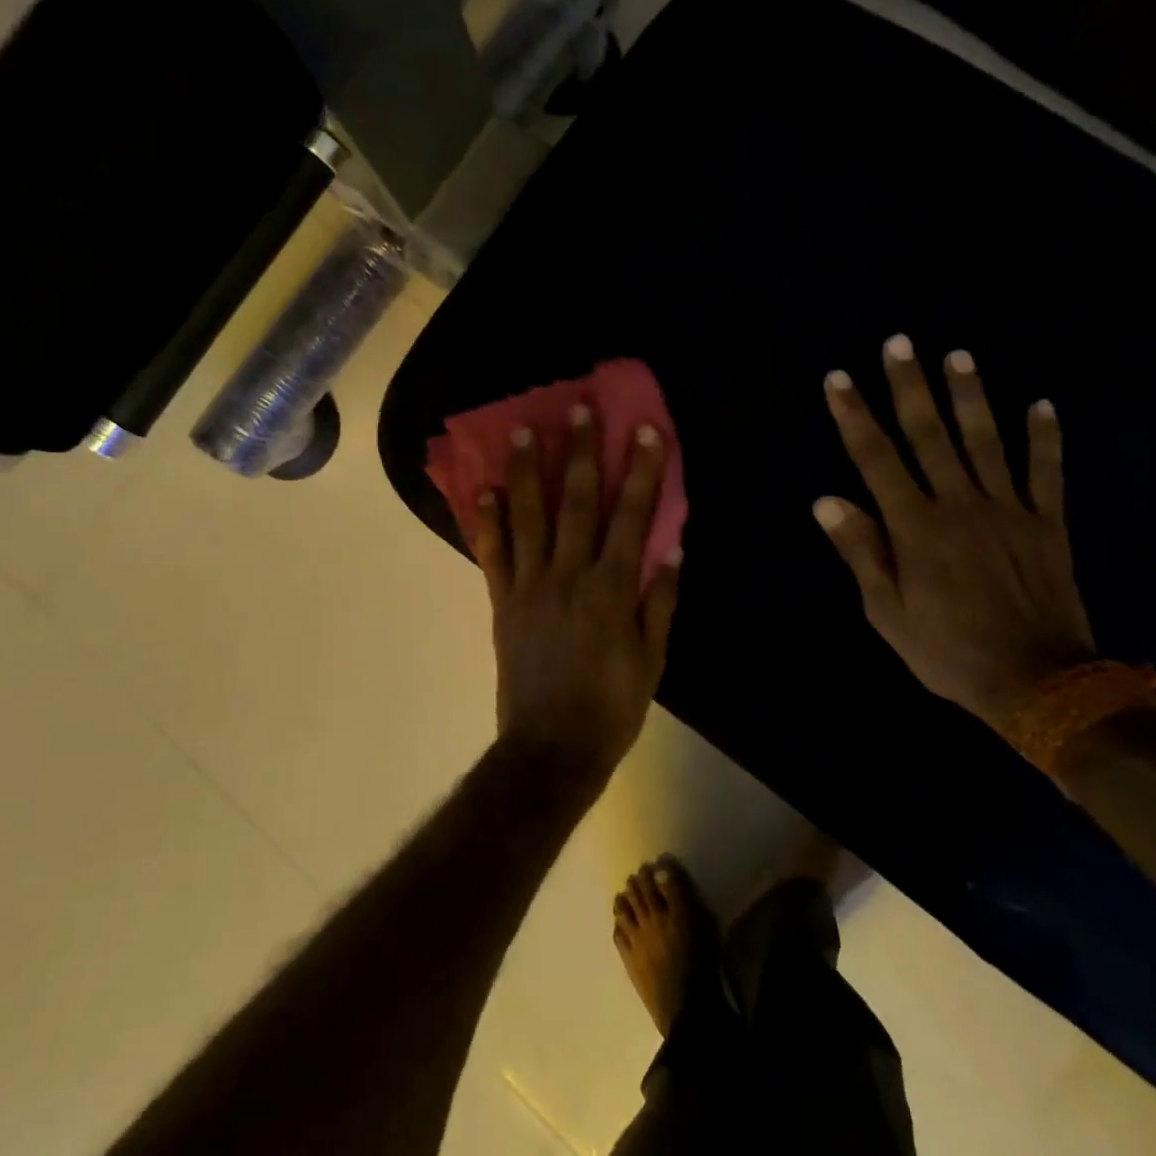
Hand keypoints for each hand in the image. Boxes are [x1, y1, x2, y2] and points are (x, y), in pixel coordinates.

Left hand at [468, 406, 680, 773]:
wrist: (551, 748)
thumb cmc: (611, 707)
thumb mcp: (652, 660)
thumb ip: (659, 602)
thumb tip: (671, 549)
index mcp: (611, 590)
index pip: (631, 517)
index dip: (640, 472)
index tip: (645, 431)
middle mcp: (568, 576)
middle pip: (577, 503)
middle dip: (581, 452)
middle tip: (579, 408)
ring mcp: (529, 586)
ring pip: (528, 517)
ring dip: (529, 471)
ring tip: (524, 430)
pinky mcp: (502, 602)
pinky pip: (492, 554)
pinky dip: (488, 520)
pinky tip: (485, 488)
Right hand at [814, 335, 1095, 734]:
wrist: (1037, 680)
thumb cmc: (946, 650)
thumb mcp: (887, 611)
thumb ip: (861, 551)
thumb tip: (828, 500)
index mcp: (916, 527)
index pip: (877, 460)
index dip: (855, 417)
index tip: (839, 380)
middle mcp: (960, 505)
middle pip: (930, 435)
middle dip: (910, 387)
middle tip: (899, 343)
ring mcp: (1009, 510)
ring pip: (986, 440)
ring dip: (970, 396)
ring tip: (957, 356)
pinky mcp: (1046, 523)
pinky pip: (1045, 471)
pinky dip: (1045, 438)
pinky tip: (1042, 404)